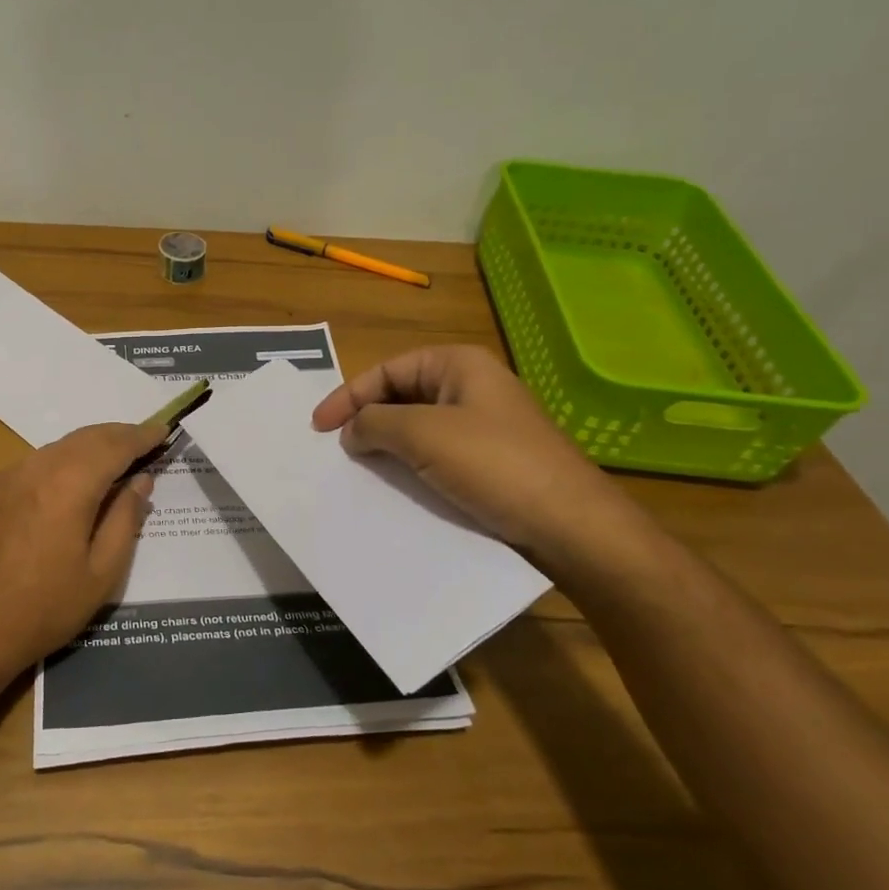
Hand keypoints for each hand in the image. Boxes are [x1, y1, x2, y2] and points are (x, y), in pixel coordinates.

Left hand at [0, 421, 164, 684]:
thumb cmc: (44, 608)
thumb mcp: (101, 573)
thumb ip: (125, 519)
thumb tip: (140, 481)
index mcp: (68, 485)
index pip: (115, 446)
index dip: (142, 437)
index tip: (163, 430)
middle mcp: (36, 468)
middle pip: (85, 438)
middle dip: (117, 436)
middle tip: (144, 442)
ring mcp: (6, 477)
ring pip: (57, 448)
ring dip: (89, 448)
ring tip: (112, 463)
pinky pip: (34, 464)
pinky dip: (61, 463)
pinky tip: (68, 485)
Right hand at [310, 345, 662, 578]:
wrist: (571, 525)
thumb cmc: (494, 465)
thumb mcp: (423, 435)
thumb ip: (375, 423)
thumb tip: (352, 430)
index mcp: (459, 365)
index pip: (388, 370)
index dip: (348, 395)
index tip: (317, 427)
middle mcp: (472, 387)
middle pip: (402, 395)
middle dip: (367, 418)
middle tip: (334, 448)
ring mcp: (484, 425)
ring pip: (419, 427)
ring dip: (387, 445)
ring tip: (357, 468)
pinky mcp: (491, 462)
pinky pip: (438, 454)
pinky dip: (411, 465)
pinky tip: (396, 486)